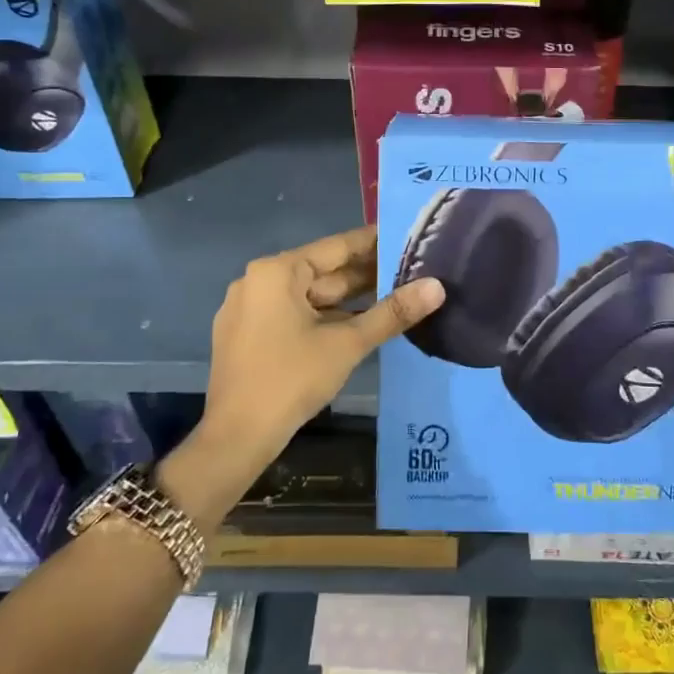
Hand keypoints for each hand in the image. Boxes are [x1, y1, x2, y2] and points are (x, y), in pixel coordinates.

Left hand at [187, 225, 444, 498]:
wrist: (236, 438)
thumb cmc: (291, 379)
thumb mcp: (347, 344)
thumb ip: (393, 312)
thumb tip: (437, 287)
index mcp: (277, 272)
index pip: (336, 247)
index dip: (375, 242)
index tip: (407, 236)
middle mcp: (258, 281)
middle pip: (323, 272)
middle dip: (366, 275)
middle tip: (411, 270)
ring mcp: (249, 309)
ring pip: (310, 296)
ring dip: (349, 300)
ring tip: (394, 295)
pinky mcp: (248, 335)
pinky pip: (294, 314)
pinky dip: (326, 317)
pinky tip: (359, 324)